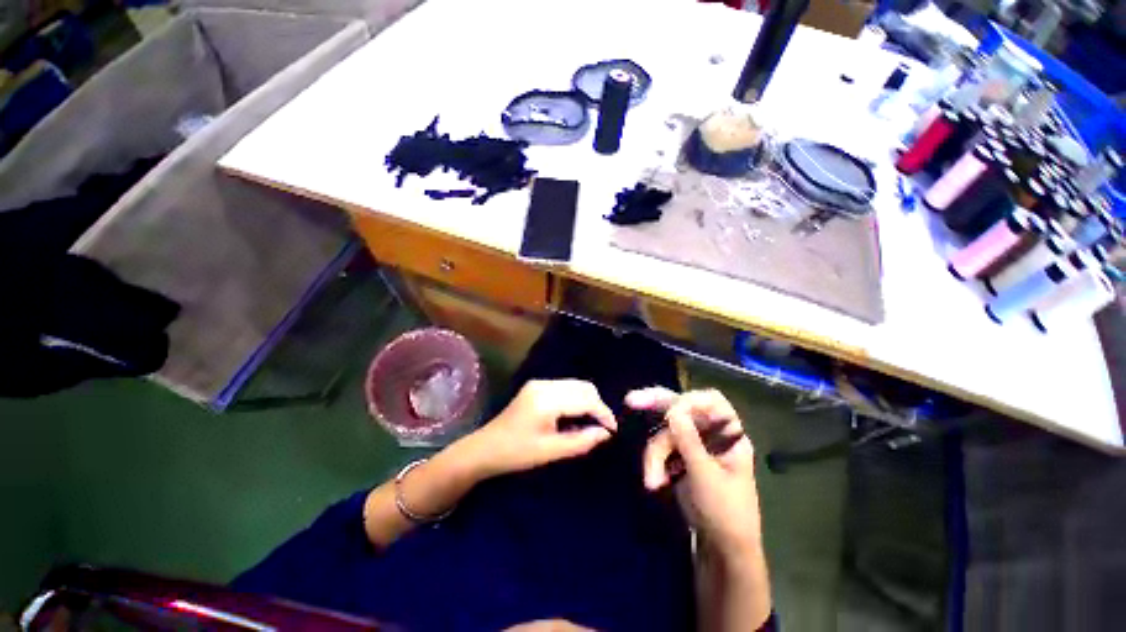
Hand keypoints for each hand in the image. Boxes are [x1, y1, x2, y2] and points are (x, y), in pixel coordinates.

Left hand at [471, 379, 616, 477]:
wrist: (486, 447)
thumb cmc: (517, 453)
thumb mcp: (551, 451)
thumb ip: (582, 441)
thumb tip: (606, 433)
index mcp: (547, 400)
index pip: (586, 399)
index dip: (603, 413)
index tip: (613, 430)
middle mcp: (545, 384)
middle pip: (583, 387)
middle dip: (597, 405)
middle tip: (602, 428)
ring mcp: (540, 382)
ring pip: (576, 385)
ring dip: (587, 401)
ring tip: (590, 423)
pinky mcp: (537, 385)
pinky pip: (565, 387)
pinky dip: (576, 399)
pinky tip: (575, 415)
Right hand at [628, 387, 761, 555]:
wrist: (722, 551)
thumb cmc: (724, 513)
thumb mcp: (705, 475)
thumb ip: (688, 440)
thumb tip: (673, 409)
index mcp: (729, 434)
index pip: (711, 401)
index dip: (689, 400)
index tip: (669, 412)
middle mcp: (710, 433)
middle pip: (682, 409)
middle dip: (656, 406)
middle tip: (631, 400)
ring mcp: (693, 445)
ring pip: (665, 433)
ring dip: (654, 455)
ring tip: (652, 482)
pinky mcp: (680, 458)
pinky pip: (661, 449)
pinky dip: (655, 463)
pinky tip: (655, 482)